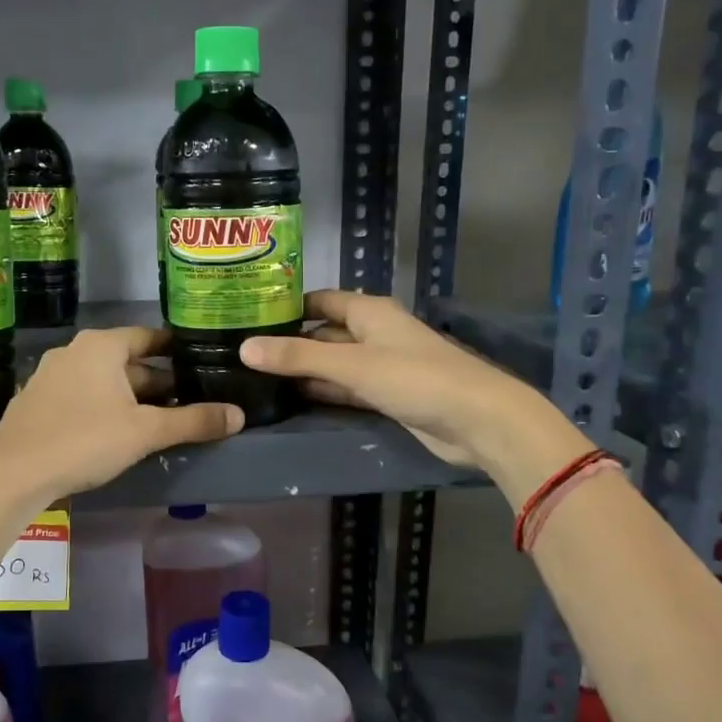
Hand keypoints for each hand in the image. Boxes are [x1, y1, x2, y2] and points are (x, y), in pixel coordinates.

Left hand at [0, 327, 242, 501]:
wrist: (12, 474)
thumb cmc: (84, 440)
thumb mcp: (145, 432)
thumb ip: (193, 421)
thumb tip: (238, 415)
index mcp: (101, 346)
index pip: (149, 336)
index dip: (176, 349)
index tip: (200, 362)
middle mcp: (75, 351)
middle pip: (128, 361)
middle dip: (158, 381)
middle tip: (189, 400)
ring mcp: (51, 376)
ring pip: (105, 381)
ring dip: (132, 397)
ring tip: (161, 420)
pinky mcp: (38, 402)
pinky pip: (83, 396)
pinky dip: (105, 407)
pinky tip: (118, 433)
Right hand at [240, 290, 583, 479]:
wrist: (478, 421)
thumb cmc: (416, 379)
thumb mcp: (353, 365)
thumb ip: (299, 357)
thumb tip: (245, 348)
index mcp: (370, 312)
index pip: (320, 301)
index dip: (287, 306)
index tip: (248, 315)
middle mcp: (374, 333)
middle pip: (325, 332)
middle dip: (291, 342)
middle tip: (244, 353)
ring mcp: (382, 367)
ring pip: (334, 364)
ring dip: (305, 370)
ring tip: (258, 377)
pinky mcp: (388, 397)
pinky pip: (347, 389)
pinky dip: (324, 392)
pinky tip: (293, 399)